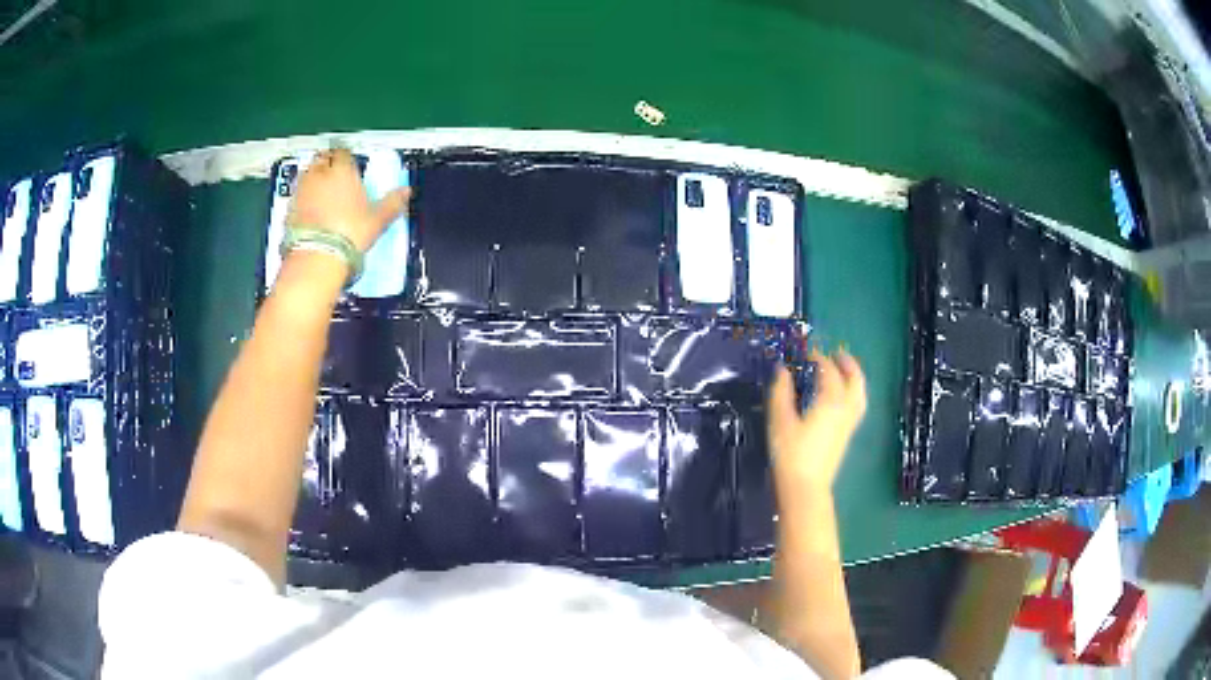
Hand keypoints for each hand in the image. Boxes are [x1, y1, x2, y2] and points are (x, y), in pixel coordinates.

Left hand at [288, 147, 410, 252]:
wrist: (317, 257)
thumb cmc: (350, 234)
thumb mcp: (377, 220)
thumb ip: (392, 203)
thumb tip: (406, 192)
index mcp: (344, 171)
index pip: (344, 153)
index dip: (347, 158)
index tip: (350, 165)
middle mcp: (321, 174)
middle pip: (323, 158)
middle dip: (328, 163)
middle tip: (334, 174)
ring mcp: (303, 189)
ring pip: (307, 173)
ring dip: (313, 177)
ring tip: (321, 191)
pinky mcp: (289, 207)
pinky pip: (297, 194)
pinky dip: (302, 197)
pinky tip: (309, 209)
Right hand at [767, 350, 866, 491]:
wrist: (805, 487)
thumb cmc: (790, 453)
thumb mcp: (780, 420)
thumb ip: (781, 392)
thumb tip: (782, 370)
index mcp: (830, 402)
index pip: (829, 371)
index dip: (819, 358)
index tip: (808, 351)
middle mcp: (845, 409)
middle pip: (855, 380)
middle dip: (847, 364)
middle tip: (837, 353)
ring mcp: (849, 424)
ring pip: (859, 394)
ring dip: (854, 378)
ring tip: (844, 371)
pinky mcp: (847, 436)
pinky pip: (857, 406)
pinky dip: (853, 393)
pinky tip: (841, 398)